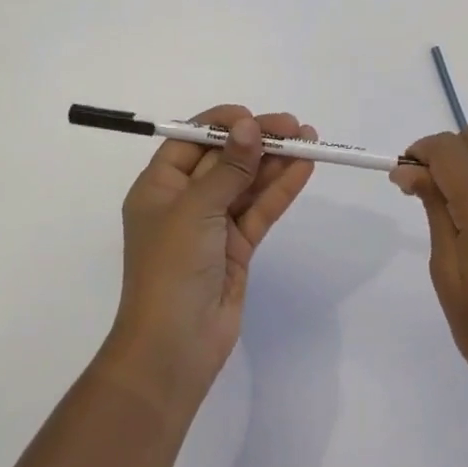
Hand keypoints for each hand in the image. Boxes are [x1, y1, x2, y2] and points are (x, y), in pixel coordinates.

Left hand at [104, 106, 315, 406]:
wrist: (173, 349)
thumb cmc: (171, 268)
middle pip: (223, 159)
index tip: (253, 117)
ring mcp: (212, 225)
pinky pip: (259, 210)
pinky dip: (280, 190)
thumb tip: (250, 126)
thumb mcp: (196, 209)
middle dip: (256, 141)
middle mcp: (184, 201)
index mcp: (158, 187)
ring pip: (246, 183)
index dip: (221, 125)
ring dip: (274, 162)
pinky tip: (303, 169)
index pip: (190, 141)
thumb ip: (228, 167)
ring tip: (308, 140)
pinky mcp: (236, 248)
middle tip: (294, 127)